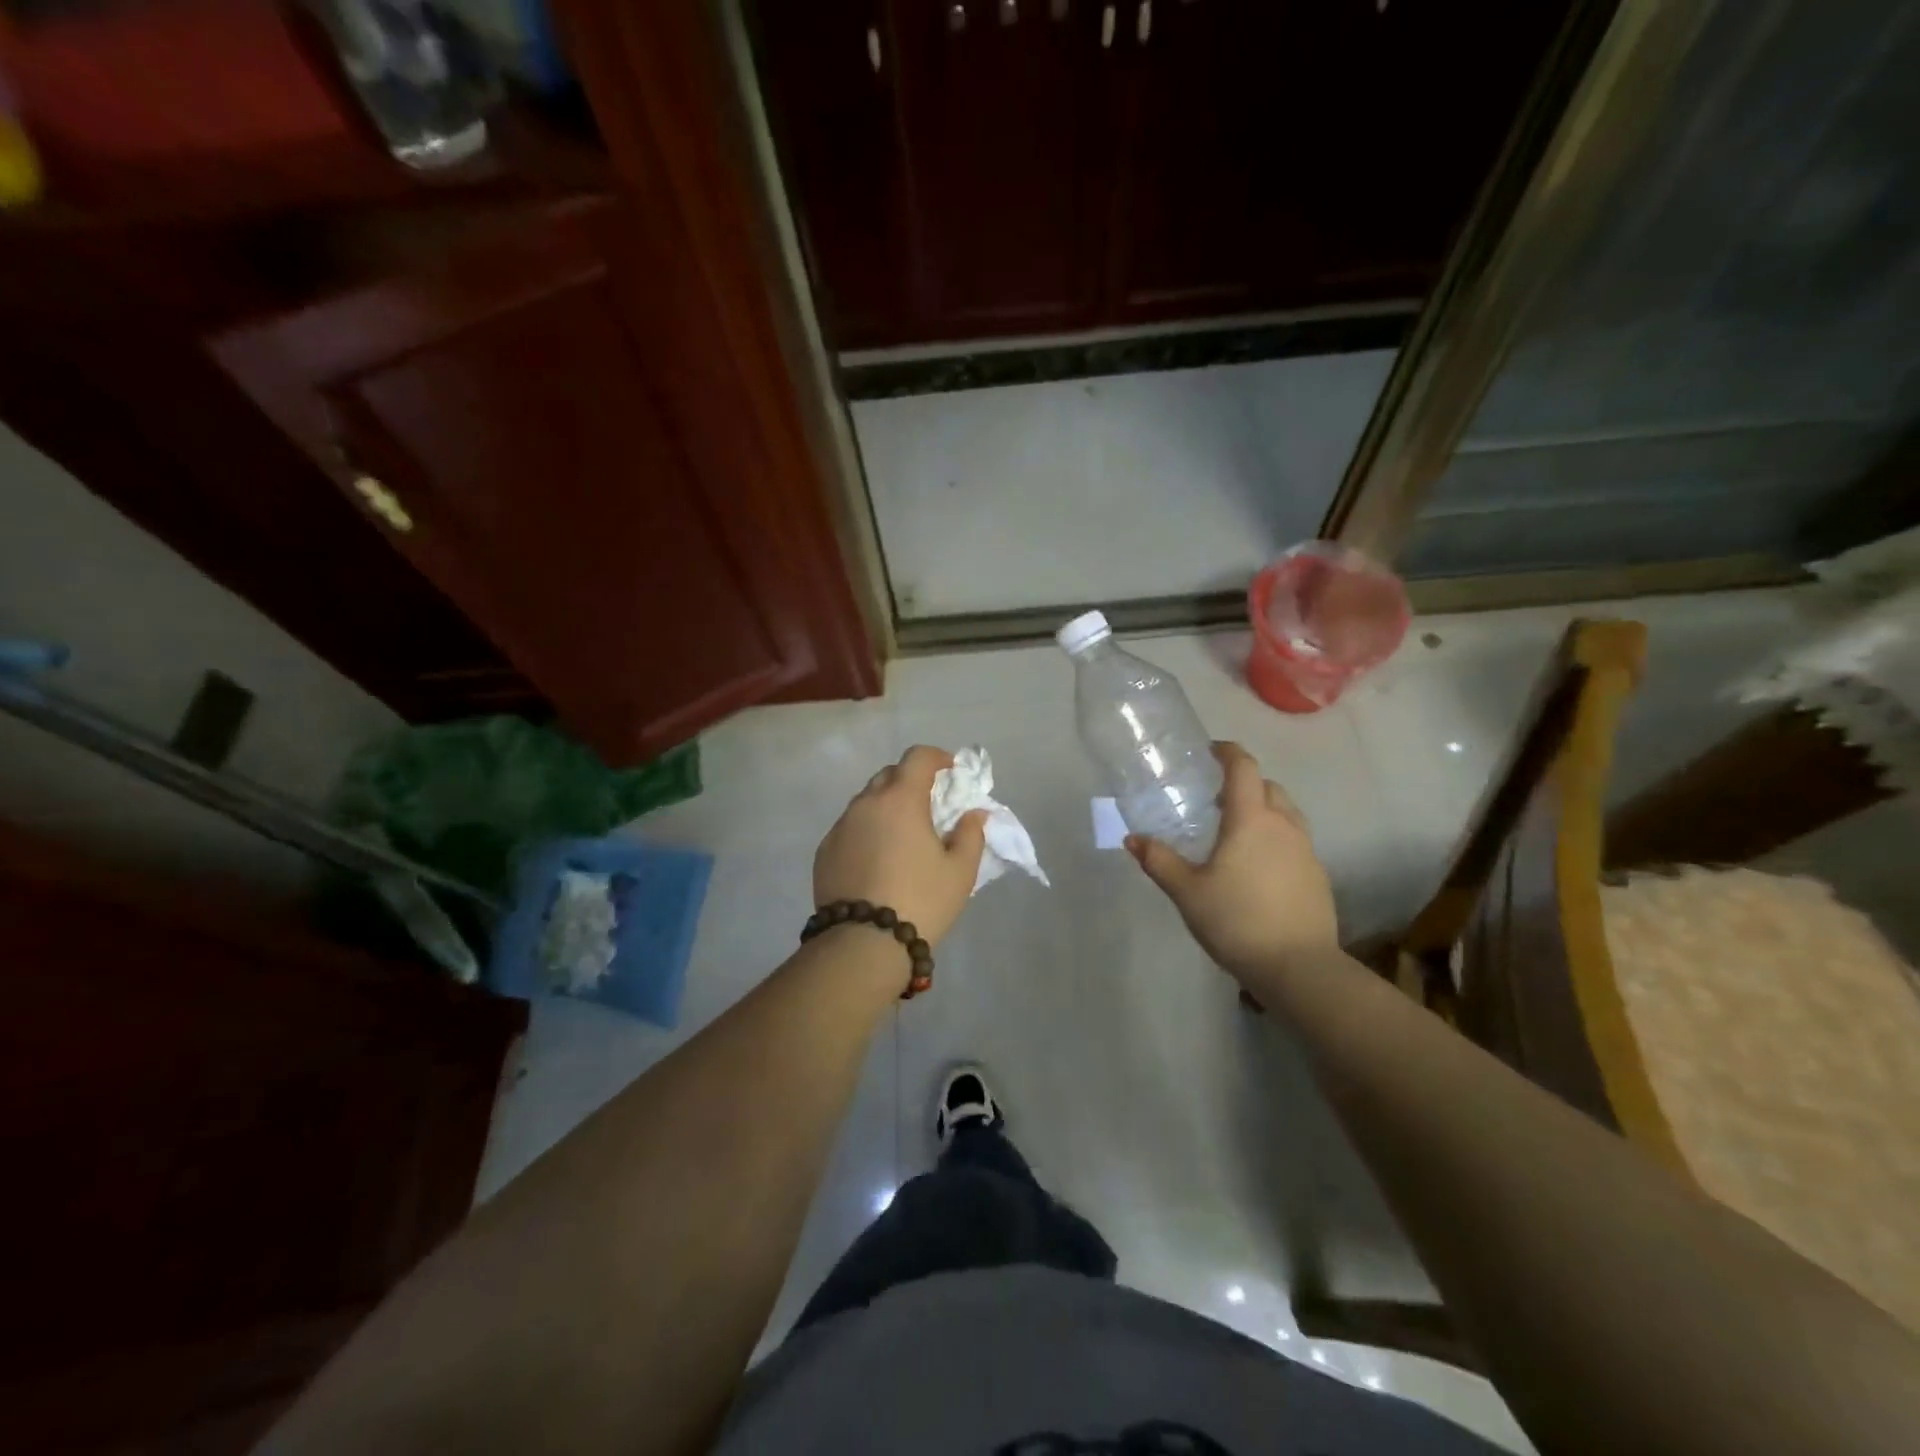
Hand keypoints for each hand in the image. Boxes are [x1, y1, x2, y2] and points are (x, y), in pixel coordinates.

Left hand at [814, 745, 986, 948]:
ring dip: (886, 807)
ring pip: (866, 802)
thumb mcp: (960, 871)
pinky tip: (877, 860)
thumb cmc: (921, 900)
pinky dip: (867, 831)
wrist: (863, 944)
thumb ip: (971, 834)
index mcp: (900, 799)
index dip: (937, 757)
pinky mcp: (824, 852)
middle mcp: (865, 804)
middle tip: (929, 806)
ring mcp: (840, 827)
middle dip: (911, 781)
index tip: (950, 771)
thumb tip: (973, 814)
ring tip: (902, 837)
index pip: (917, 757)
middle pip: (889, 775)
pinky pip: (850, 828)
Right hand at [1126, 741, 1338, 984]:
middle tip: (1215, 799)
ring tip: (1236, 832)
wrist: (1299, 968)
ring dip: (1263, 810)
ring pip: (1286, 813)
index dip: (1227, 752)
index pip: (1243, 768)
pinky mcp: (1318, 876)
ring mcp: (1306, 851)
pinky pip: (1295, 841)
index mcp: (1251, 819)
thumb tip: (1133, 839)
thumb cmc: (1237, 921)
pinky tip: (1258, 867)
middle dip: (1244, 783)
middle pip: (1268, 786)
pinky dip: (1276, 838)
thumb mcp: (1187, 892)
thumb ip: (1159, 861)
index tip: (1210, 751)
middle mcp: (1284, 825)